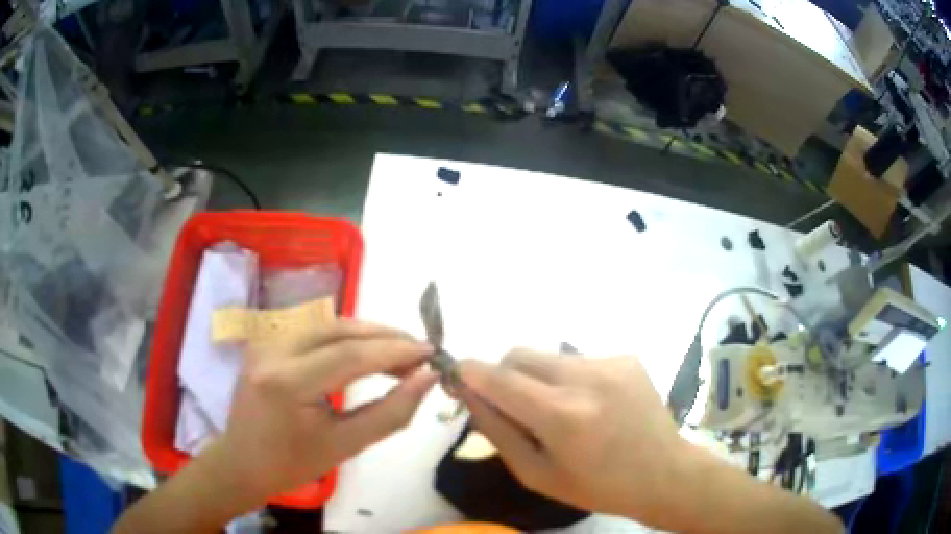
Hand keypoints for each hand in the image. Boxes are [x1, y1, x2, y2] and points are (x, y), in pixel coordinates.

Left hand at [208, 320, 437, 505]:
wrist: (242, 462)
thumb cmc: (292, 463)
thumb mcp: (345, 446)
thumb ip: (391, 412)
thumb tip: (427, 378)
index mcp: (287, 383)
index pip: (350, 355)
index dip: (395, 350)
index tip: (432, 353)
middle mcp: (272, 350)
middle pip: (338, 329)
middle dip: (384, 336)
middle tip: (419, 351)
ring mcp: (265, 340)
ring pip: (327, 323)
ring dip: (367, 334)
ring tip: (399, 351)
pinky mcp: (265, 340)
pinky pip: (313, 329)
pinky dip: (345, 336)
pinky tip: (364, 350)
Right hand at [458, 350, 687, 521]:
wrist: (663, 473)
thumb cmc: (596, 487)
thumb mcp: (536, 474)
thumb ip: (497, 431)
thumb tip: (469, 394)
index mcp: (562, 416)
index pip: (499, 378)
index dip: (470, 373)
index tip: (458, 376)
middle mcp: (586, 378)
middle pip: (519, 354)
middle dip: (504, 375)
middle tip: (515, 406)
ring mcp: (611, 362)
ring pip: (548, 356)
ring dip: (539, 378)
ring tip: (561, 410)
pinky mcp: (627, 357)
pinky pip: (578, 360)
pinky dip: (570, 378)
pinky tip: (591, 405)